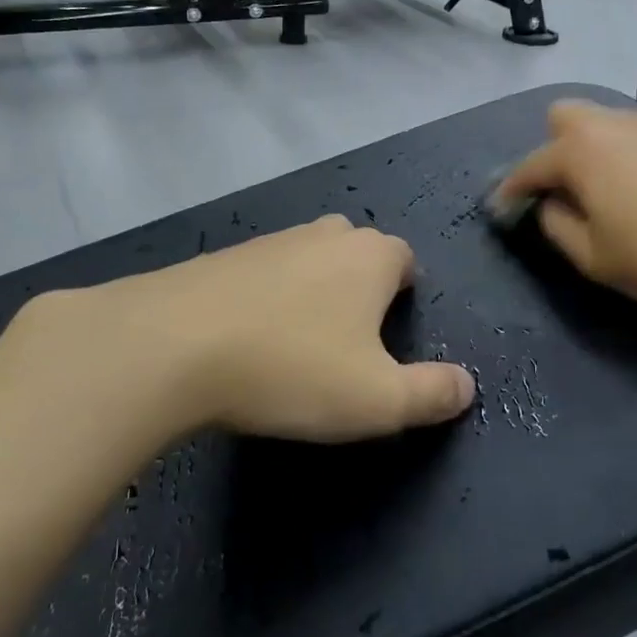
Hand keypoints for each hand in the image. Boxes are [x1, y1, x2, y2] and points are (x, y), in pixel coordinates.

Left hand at [0, 218, 474, 449]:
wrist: (169, 346)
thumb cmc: (291, 368)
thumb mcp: (376, 400)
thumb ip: (431, 394)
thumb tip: (467, 387)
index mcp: (368, 257)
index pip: (405, 258)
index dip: (405, 291)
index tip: (394, 330)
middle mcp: (321, 236)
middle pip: (355, 249)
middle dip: (360, 284)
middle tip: (350, 337)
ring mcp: (265, 241)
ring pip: (304, 257)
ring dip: (309, 289)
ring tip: (297, 341)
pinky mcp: (217, 258)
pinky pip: (258, 273)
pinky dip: (262, 297)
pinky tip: (245, 337)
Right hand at [492, 102, 636, 322]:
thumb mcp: (595, 259)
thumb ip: (557, 226)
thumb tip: (550, 204)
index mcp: (582, 152)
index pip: (530, 166)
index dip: (510, 190)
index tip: (502, 211)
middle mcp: (614, 125)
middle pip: (564, 117)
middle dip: (551, 149)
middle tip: (562, 191)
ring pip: (607, 122)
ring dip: (592, 150)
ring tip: (606, 192)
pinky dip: (630, 155)